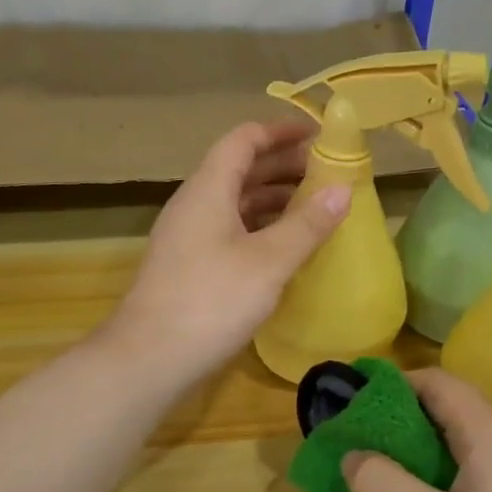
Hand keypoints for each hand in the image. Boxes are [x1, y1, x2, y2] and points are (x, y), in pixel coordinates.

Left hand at [101, 121, 348, 386]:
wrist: (149, 359)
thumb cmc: (211, 301)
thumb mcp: (268, 261)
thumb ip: (306, 224)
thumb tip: (342, 189)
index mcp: (208, 189)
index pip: (243, 140)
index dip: (280, 132)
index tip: (318, 137)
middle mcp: (194, 205)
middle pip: (239, 170)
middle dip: (283, 168)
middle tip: (326, 176)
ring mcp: (187, 238)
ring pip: (234, 204)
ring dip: (272, 201)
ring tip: (314, 210)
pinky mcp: (188, 268)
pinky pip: (229, 232)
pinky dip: (259, 230)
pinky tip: (284, 251)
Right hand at [342, 369, 491, 491]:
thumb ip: (380, 485)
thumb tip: (354, 454)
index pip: (435, 381)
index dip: (390, 387)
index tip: (350, 412)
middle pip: (453, 411)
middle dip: (403, 426)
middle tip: (363, 458)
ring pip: (471, 447)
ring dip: (428, 459)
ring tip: (392, 491)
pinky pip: (489, 475)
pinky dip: (454, 482)